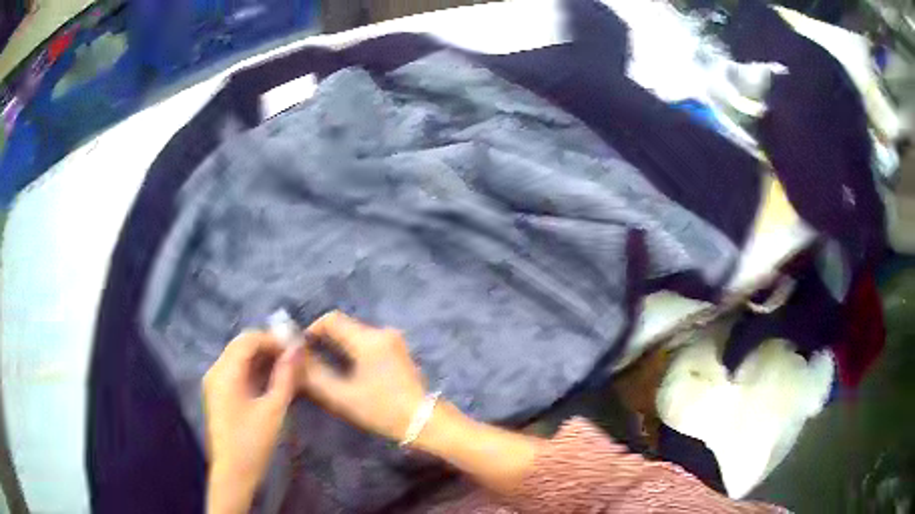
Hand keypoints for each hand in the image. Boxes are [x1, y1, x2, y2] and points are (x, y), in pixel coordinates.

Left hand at [203, 332, 297, 513]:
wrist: (233, 472)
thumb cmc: (253, 442)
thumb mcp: (273, 410)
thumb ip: (285, 377)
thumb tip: (297, 350)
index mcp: (225, 372)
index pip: (248, 340)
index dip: (272, 339)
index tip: (296, 348)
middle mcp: (215, 371)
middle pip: (241, 346)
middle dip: (268, 347)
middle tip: (293, 358)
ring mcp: (215, 382)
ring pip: (239, 357)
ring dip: (261, 358)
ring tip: (286, 369)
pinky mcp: (218, 393)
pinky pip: (236, 371)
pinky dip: (253, 370)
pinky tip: (271, 380)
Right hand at [298, 311, 426, 441]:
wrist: (425, 422)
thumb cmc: (382, 410)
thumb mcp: (343, 396)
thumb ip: (315, 376)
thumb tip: (295, 360)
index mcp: (368, 339)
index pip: (331, 319)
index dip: (311, 330)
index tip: (301, 350)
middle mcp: (382, 332)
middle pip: (344, 327)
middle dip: (324, 341)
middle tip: (311, 363)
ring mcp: (393, 340)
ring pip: (356, 335)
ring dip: (339, 347)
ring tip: (327, 369)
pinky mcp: (399, 350)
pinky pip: (368, 343)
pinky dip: (354, 352)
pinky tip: (349, 372)